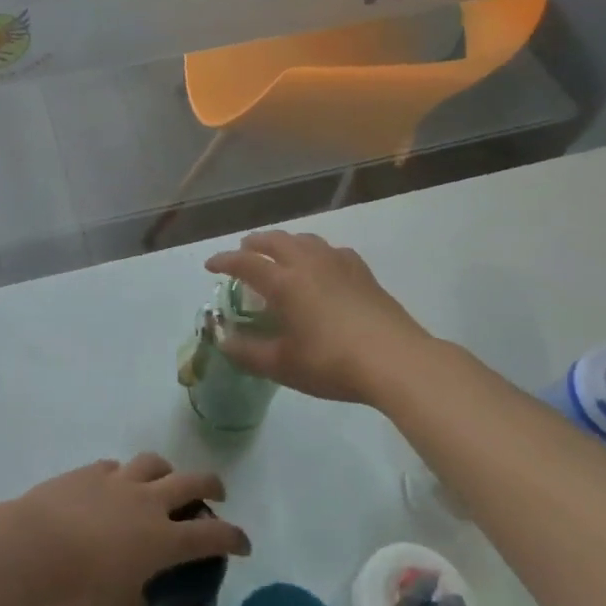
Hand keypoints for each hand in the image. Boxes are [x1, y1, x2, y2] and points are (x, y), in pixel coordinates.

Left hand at [6, 454, 249, 605]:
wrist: (34, 546)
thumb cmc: (79, 587)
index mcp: (162, 539)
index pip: (211, 534)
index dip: (233, 537)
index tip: (244, 543)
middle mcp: (147, 502)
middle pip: (191, 481)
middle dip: (211, 485)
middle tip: (217, 493)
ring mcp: (119, 480)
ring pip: (154, 463)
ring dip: (168, 470)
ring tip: (165, 480)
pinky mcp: (91, 470)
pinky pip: (117, 467)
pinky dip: (125, 475)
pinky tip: (115, 487)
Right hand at [205, 230, 431, 405]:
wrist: (395, 359)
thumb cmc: (332, 363)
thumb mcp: (283, 365)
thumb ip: (248, 352)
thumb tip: (223, 340)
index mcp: (284, 282)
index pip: (245, 262)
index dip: (224, 261)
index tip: (210, 265)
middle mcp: (307, 263)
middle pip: (275, 240)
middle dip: (255, 243)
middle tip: (244, 251)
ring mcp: (337, 263)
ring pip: (304, 240)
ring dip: (285, 242)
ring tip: (279, 252)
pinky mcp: (361, 271)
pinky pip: (330, 250)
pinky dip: (315, 252)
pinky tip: (322, 265)